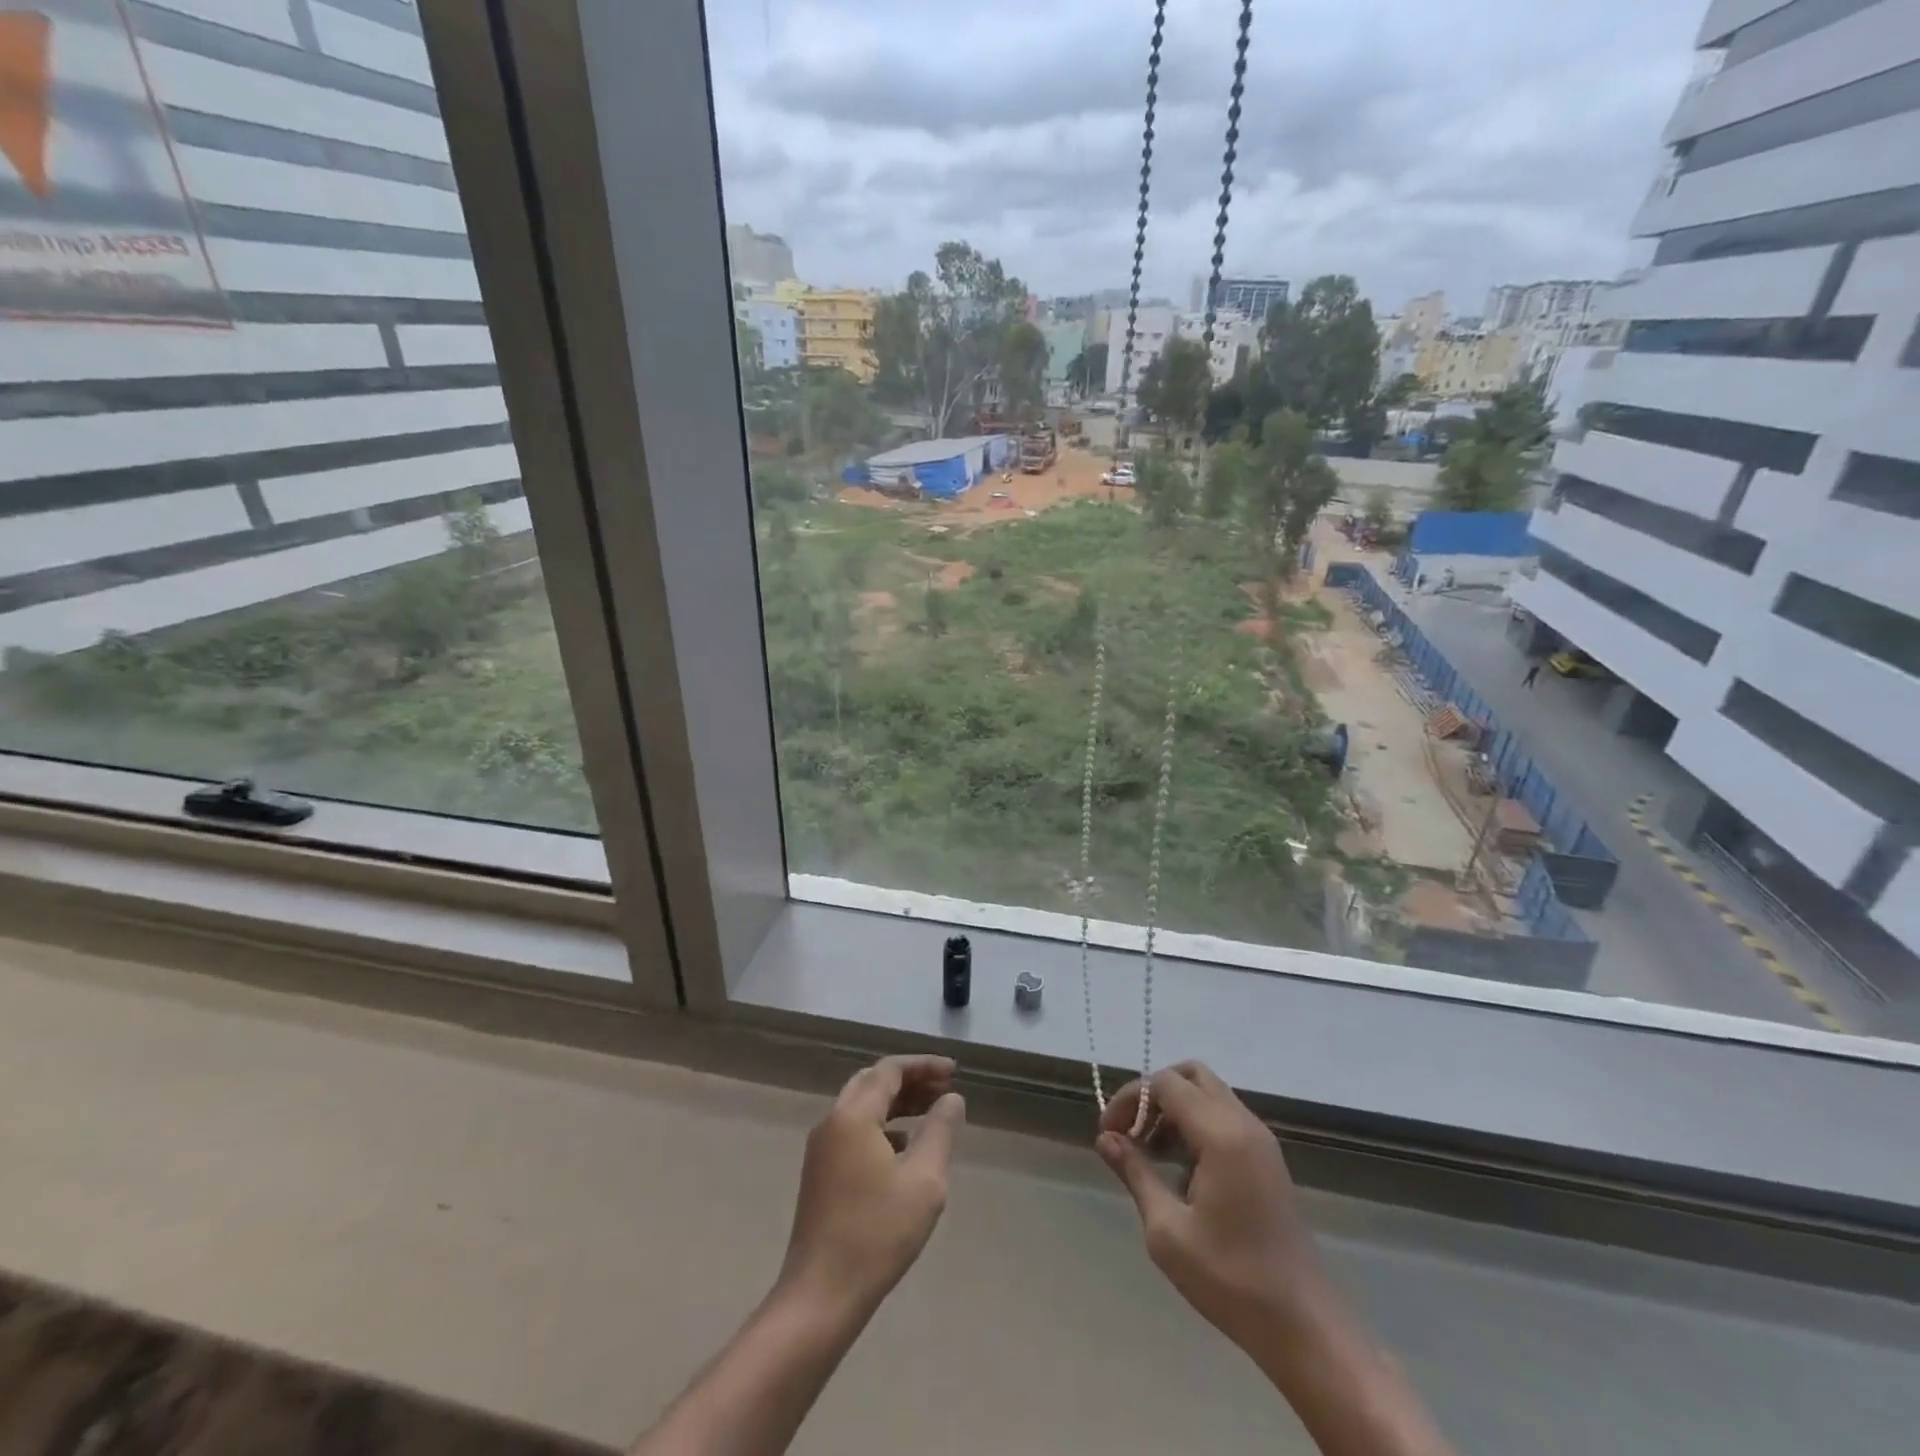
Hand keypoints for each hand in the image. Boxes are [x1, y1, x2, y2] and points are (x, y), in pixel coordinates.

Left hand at [779, 1055, 965, 1316]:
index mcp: (853, 1116)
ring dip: (896, 1102)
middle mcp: (832, 1122)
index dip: (924, 1065)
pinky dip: (882, 1125)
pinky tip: (904, 1147)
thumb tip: (951, 1099)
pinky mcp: (820, 1173)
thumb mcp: (923, 1181)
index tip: (955, 1072)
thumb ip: (939, 1131)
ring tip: (931, 1111)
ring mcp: (822, 1149)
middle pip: (872, 1082)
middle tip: (944, 1087)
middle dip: (910, 1080)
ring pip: (862, 1106)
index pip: (890, 1070)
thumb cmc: (876, 1234)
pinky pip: (854, 1130)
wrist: (820, 1296)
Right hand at [1096, 1062, 1328, 1351]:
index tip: (1109, 1134)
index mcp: (1221, 1134)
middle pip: (1191, 1075)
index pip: (1165, 1083)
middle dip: (1153, 1093)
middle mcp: (1244, 1124)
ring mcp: (1260, 1140)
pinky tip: (1180, 1169)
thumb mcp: (1168, 1231)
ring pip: (1208, 1093)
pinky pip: (1224, 1117)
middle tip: (1131, 1132)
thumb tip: (1105, 1139)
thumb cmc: (1231, 1279)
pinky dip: (1195, 1124)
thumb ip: (1135, 1173)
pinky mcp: (1267, 1159)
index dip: (1130, 1098)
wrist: (1303, 1325)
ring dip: (1174, 1109)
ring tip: (1149, 1152)